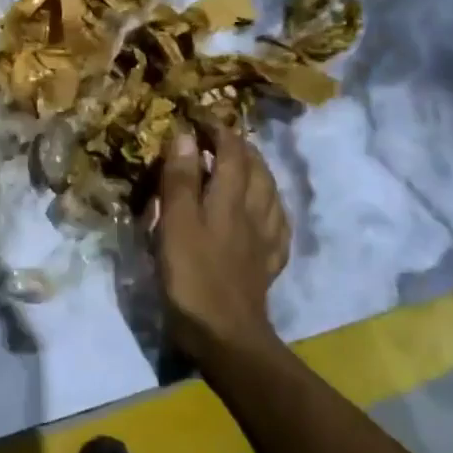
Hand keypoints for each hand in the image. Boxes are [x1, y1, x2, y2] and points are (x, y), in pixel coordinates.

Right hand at [151, 125, 290, 360]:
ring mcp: (265, 241)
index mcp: (230, 200)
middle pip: (257, 171)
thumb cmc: (193, 277)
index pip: (231, 153)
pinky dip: (271, 210)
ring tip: (245, 167)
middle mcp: (253, 214)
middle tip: (221, 139)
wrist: (226, 335)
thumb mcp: (176, 224)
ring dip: (259, 174)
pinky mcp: (267, 266)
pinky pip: (277, 227)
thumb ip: (181, 180)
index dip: (218, 131)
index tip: (201, 118)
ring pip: (271, 195)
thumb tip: (185, 136)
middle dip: (241, 148)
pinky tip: (266, 214)